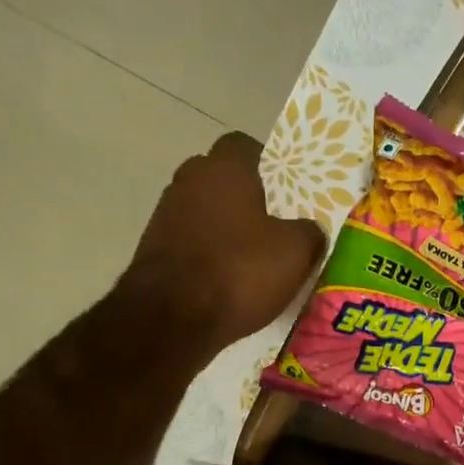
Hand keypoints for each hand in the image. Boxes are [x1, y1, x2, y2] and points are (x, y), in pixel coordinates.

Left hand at [115, 133, 325, 359]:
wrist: (171, 319)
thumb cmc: (240, 271)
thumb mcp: (296, 252)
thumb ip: (309, 232)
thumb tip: (309, 229)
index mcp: (223, 168)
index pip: (245, 145)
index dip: (268, 164)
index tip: (288, 190)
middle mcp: (188, 181)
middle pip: (222, 179)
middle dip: (247, 198)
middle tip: (276, 225)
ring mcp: (165, 215)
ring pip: (205, 212)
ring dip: (226, 229)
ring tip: (255, 259)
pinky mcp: (154, 250)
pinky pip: (191, 243)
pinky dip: (209, 255)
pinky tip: (228, 281)